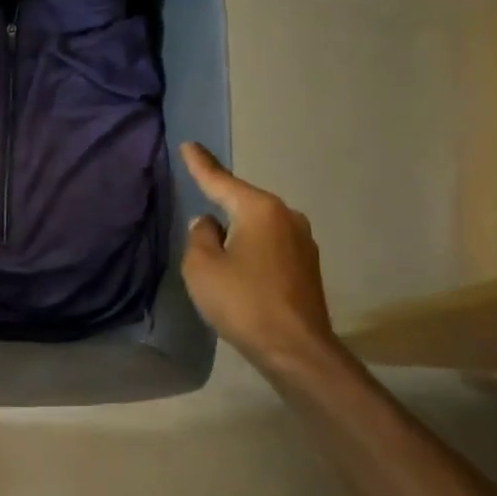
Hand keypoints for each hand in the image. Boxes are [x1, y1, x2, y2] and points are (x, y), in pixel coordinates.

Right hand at [179, 142, 335, 369]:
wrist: (296, 350)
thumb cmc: (243, 301)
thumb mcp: (202, 266)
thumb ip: (200, 236)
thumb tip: (209, 225)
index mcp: (259, 209)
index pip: (221, 180)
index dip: (201, 164)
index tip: (189, 145)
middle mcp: (286, 217)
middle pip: (244, 202)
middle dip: (222, 200)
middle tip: (200, 194)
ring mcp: (302, 243)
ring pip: (258, 225)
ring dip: (238, 230)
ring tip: (216, 240)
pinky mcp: (307, 268)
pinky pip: (270, 245)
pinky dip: (251, 248)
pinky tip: (239, 265)